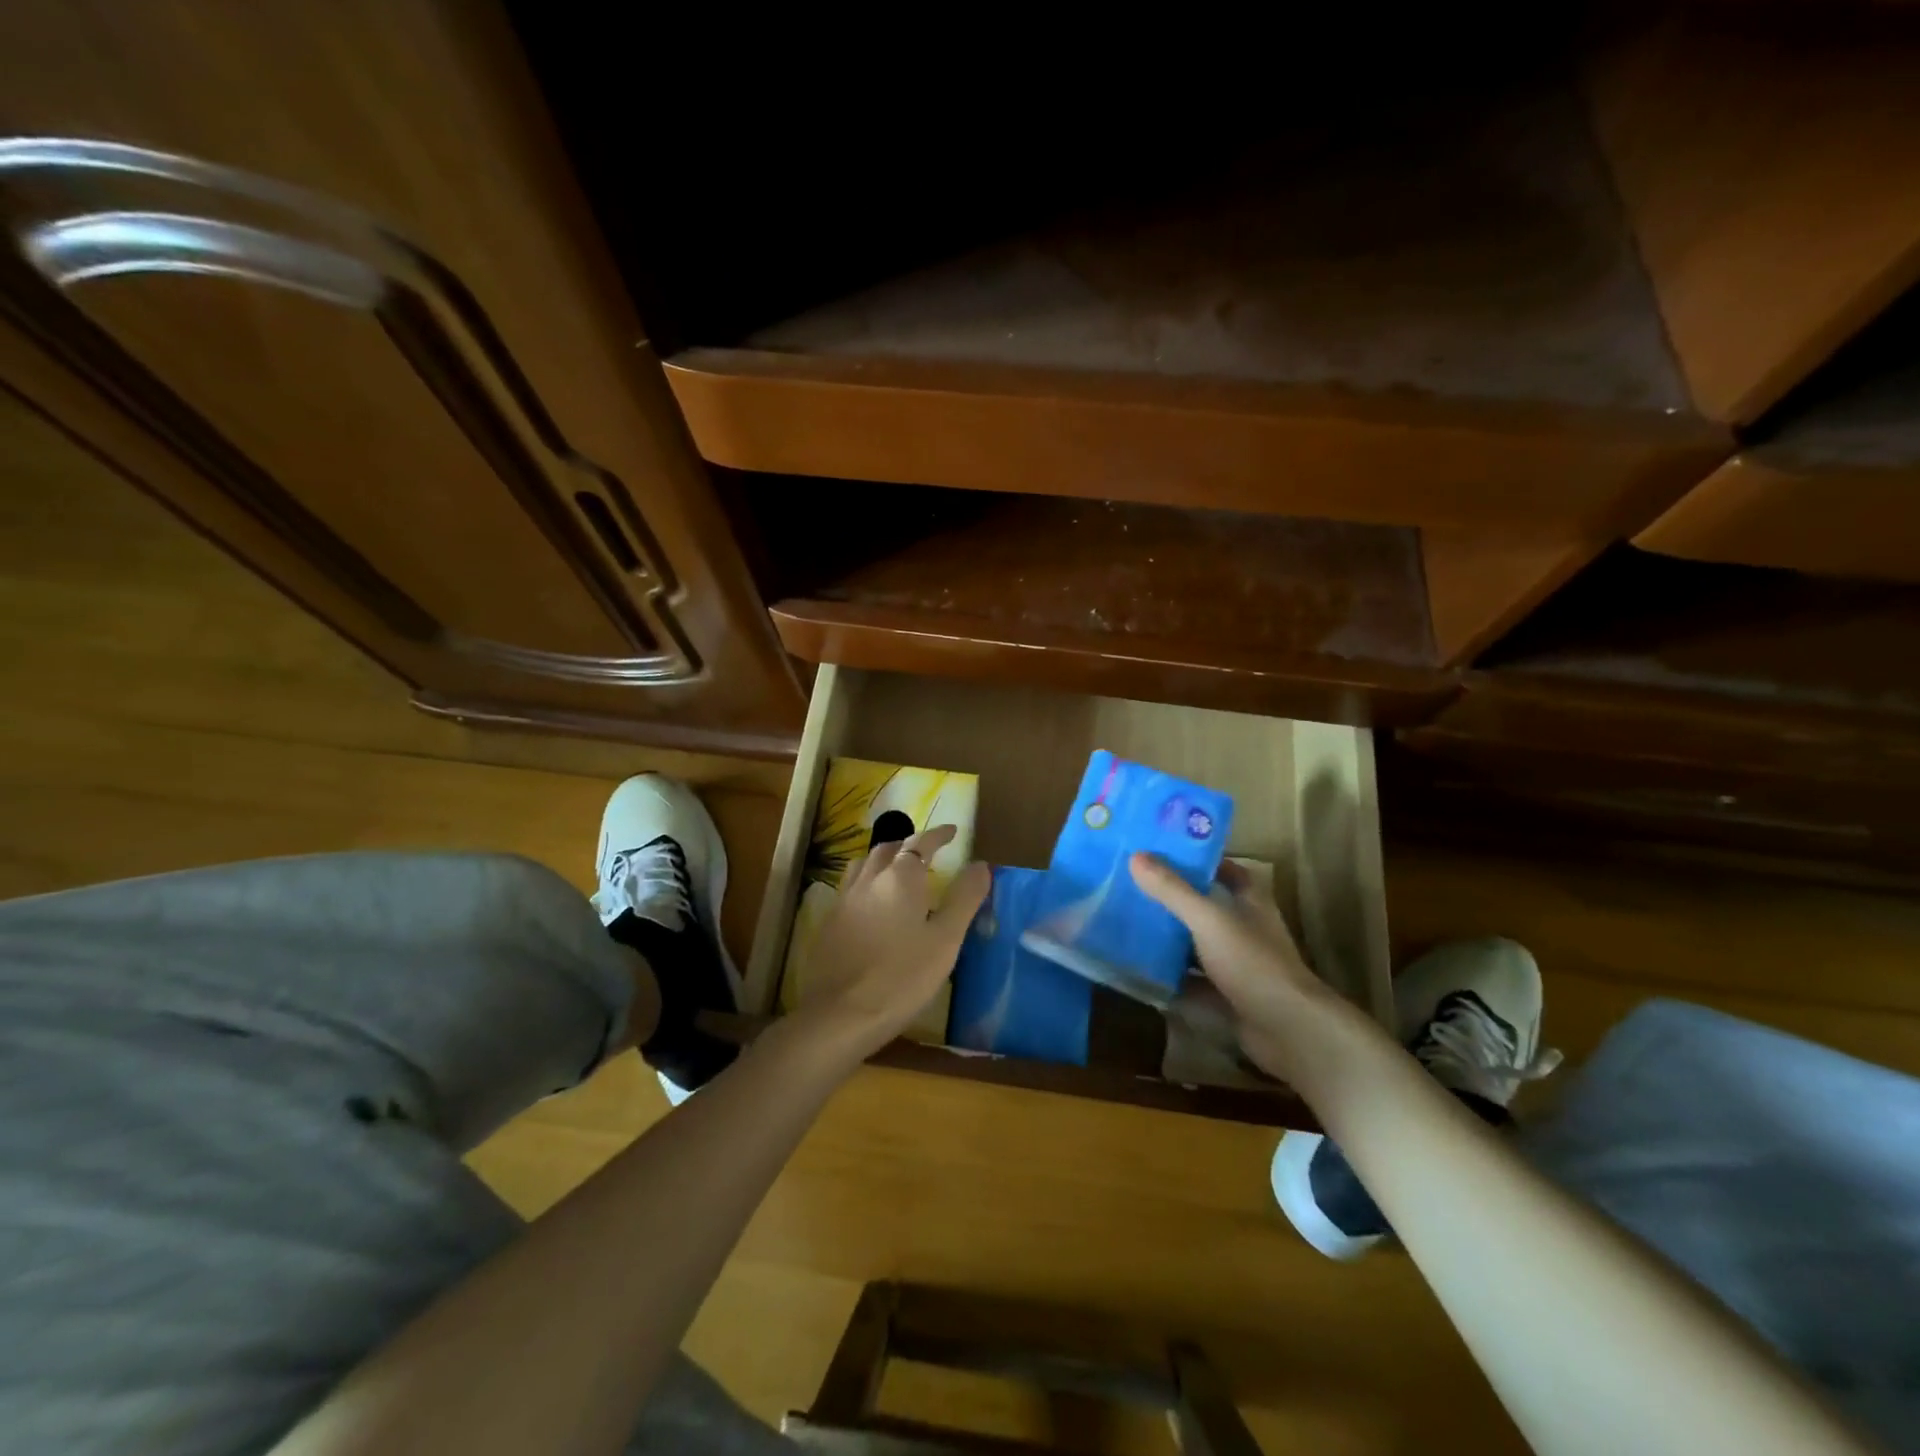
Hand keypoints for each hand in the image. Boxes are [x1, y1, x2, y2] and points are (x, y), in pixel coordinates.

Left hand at [795, 825, 990, 1063]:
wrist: (840, 1015)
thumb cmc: (902, 977)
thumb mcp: (946, 940)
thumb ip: (964, 899)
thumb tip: (981, 864)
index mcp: (901, 878)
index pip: (921, 843)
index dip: (938, 835)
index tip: (952, 832)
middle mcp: (869, 879)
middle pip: (889, 848)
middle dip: (910, 844)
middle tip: (927, 851)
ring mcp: (844, 899)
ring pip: (864, 864)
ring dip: (884, 859)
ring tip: (898, 870)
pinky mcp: (829, 922)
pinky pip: (850, 887)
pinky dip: (867, 882)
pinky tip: (873, 904)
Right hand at [1130, 853, 1352, 1083]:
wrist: (1288, 1030)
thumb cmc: (1252, 962)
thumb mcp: (1208, 920)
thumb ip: (1173, 890)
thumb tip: (1135, 857)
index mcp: (1250, 902)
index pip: (1227, 871)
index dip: (1200, 861)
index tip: (1164, 855)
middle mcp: (1246, 929)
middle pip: (1207, 907)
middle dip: (1174, 899)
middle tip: (1133, 887)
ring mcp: (1238, 965)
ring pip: (1198, 945)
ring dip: (1170, 938)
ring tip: (1128, 925)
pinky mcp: (1228, 996)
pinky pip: (1193, 980)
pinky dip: (1171, 977)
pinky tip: (1140, 971)